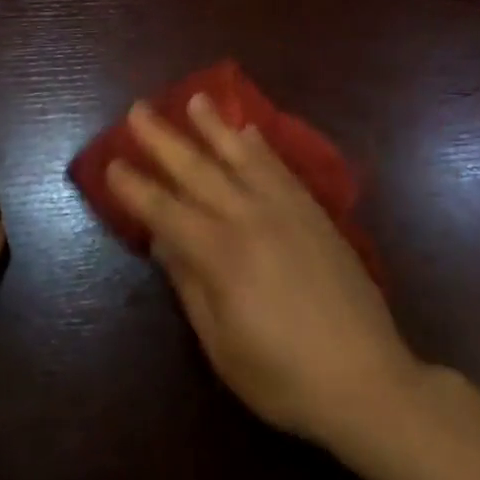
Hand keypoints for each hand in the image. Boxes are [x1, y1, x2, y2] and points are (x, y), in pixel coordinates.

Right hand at [107, 95, 421, 448]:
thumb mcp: (221, 344)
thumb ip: (189, 284)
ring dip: (214, 126)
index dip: (135, 187)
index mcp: (220, 255)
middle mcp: (250, 219)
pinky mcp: (315, 214)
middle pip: (198, 170)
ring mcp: (287, 211)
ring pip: (242, 156)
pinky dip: (261, 146)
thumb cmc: (283, 376)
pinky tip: (249, 131)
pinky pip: (281, 168)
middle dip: (163, 139)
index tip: (111, 162)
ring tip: (195, 99)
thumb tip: (162, 240)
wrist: (368, 381)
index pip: (165, 210)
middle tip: (138, 109)